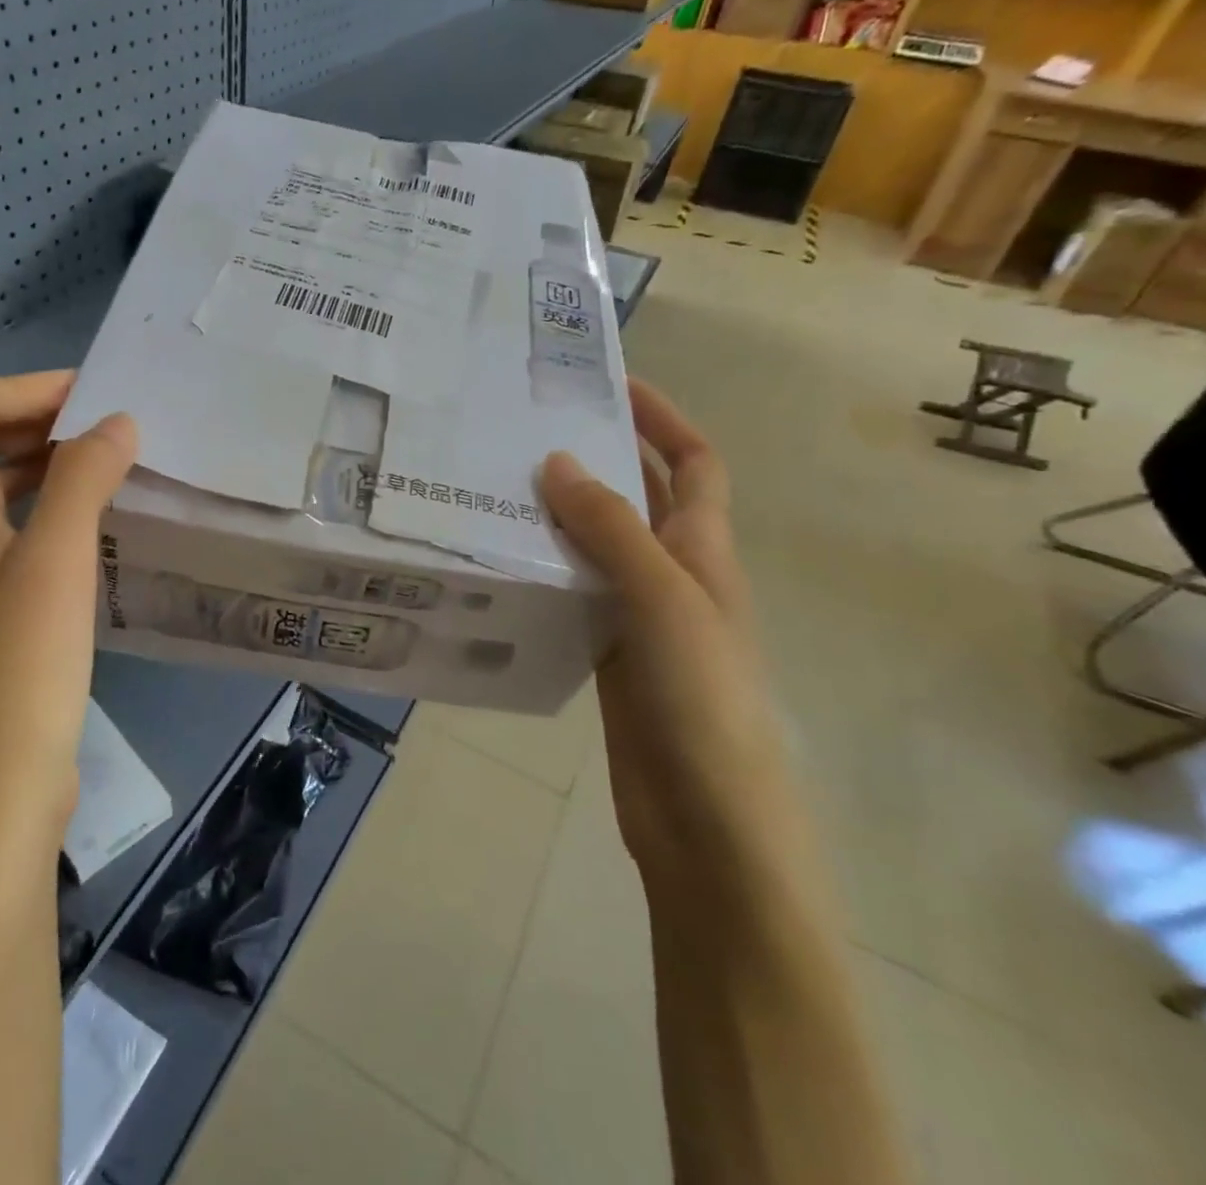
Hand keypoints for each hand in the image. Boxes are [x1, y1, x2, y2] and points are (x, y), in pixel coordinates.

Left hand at [0, 370, 136, 828]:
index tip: (92, 405)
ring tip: (123, 473)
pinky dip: (66, 514)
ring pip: (8, 490)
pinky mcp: (3, 613)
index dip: (19, 389)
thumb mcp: (53, 562)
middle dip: (45, 420)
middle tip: (119, 431)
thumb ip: (81, 480)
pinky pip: (29, 535)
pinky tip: (111, 533)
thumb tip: (117, 422)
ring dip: (59, 468)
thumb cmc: (18, 671)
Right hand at [539, 379, 782, 876]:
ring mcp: (639, 617)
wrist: (708, 825)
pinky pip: (574, 593)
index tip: (609, 381)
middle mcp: (675, 575)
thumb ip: (611, 530)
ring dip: (560, 515)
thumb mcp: (664, 600)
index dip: (662, 416)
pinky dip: (545, 570)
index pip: (693, 462)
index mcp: (705, 551)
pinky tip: (501, 562)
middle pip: (638, 497)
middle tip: (527, 429)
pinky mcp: (607, 654)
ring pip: (598, 546)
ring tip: (497, 486)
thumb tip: (556, 462)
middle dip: (597, 456)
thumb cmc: (703, 701)